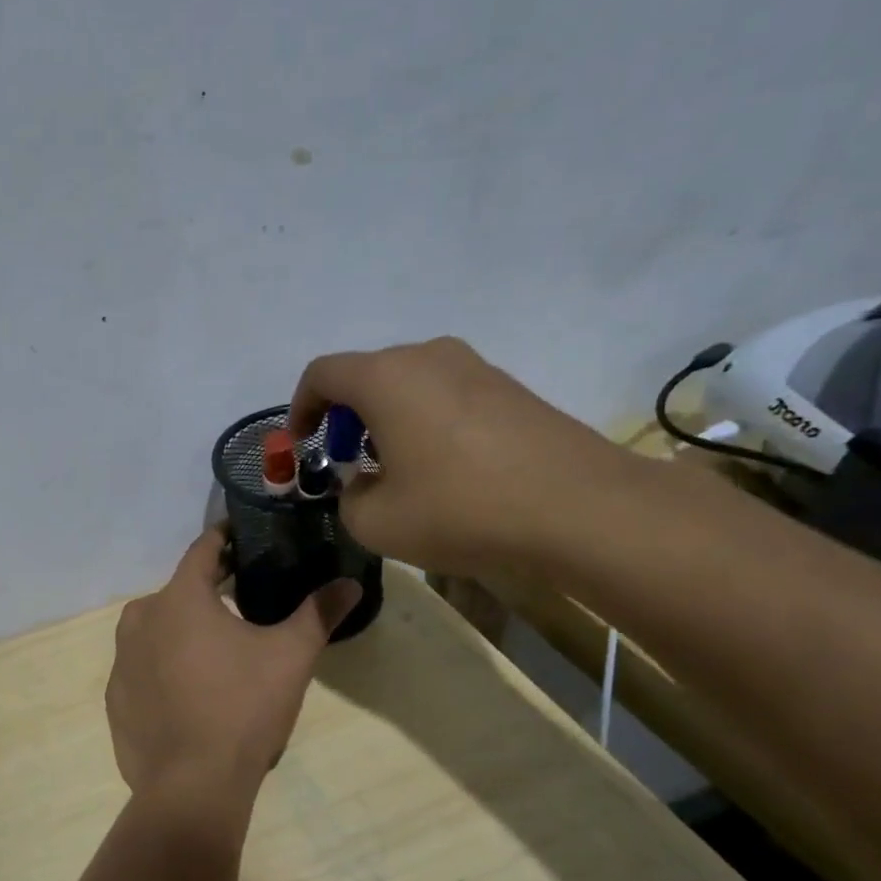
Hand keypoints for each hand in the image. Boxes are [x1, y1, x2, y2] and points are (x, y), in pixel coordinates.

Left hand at [106, 529, 360, 835]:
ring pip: (158, 629)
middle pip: (179, 592)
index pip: (203, 550)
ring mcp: (120, 660)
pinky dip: (165, 669)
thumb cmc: (243, 709)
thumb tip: (350, 583)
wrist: (192, 787)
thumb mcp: (290, 657)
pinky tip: (190, 693)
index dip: (225, 539)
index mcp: (178, 598)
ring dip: (184, 631)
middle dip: (209, 592)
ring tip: (218, 652)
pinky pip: (144, 668)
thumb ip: (318, 613)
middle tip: (242, 601)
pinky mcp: (115, 697)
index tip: (243, 536)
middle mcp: (140, 619)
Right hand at [289, 337, 636, 574]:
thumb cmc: (461, 509)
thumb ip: (348, 500)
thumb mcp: (377, 522)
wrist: (581, 508)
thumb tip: (363, 485)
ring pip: (408, 385)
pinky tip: (444, 470)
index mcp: (385, 378)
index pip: (321, 374)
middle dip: (346, 419)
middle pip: (366, 376)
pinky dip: (426, 423)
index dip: (300, 407)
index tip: (302, 444)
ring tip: (396, 471)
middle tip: (350, 464)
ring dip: (387, 421)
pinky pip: (446, 395)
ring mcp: (475, 367)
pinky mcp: (510, 387)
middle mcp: (427, 357)